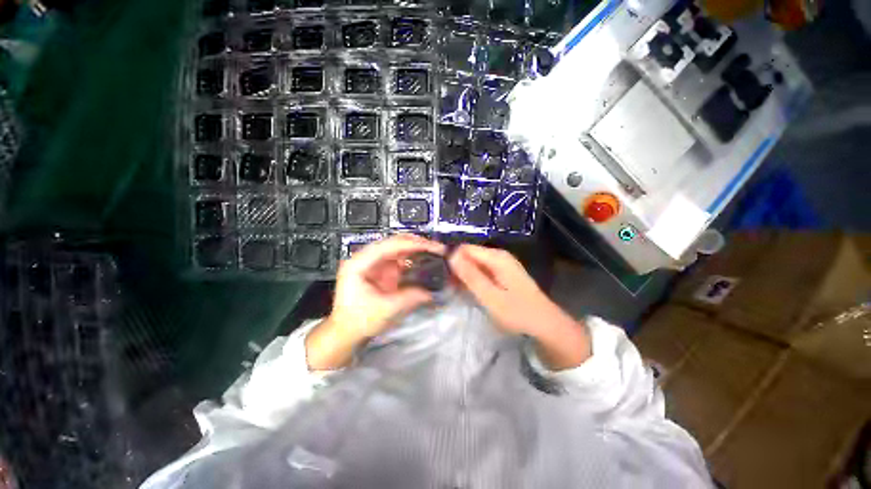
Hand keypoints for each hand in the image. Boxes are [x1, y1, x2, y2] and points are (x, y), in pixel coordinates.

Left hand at [306, 235, 444, 370]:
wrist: (345, 332)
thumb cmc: (358, 321)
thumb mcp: (386, 310)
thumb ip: (410, 298)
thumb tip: (431, 292)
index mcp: (359, 263)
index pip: (389, 245)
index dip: (412, 244)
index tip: (431, 247)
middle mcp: (366, 258)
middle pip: (394, 243)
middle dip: (417, 244)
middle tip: (436, 248)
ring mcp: (374, 264)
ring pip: (398, 249)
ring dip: (416, 250)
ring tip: (434, 253)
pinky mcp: (381, 270)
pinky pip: (399, 260)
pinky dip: (413, 260)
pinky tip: (425, 262)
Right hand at [449, 244, 590, 369]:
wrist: (545, 324)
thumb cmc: (517, 312)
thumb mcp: (490, 296)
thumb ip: (470, 275)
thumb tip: (451, 255)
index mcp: (496, 257)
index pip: (465, 248)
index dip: (451, 258)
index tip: (440, 273)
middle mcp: (499, 256)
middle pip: (470, 255)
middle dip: (457, 267)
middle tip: (447, 285)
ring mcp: (502, 264)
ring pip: (475, 264)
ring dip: (463, 274)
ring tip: (453, 288)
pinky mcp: (503, 273)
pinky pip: (482, 271)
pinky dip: (473, 278)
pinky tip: (467, 290)